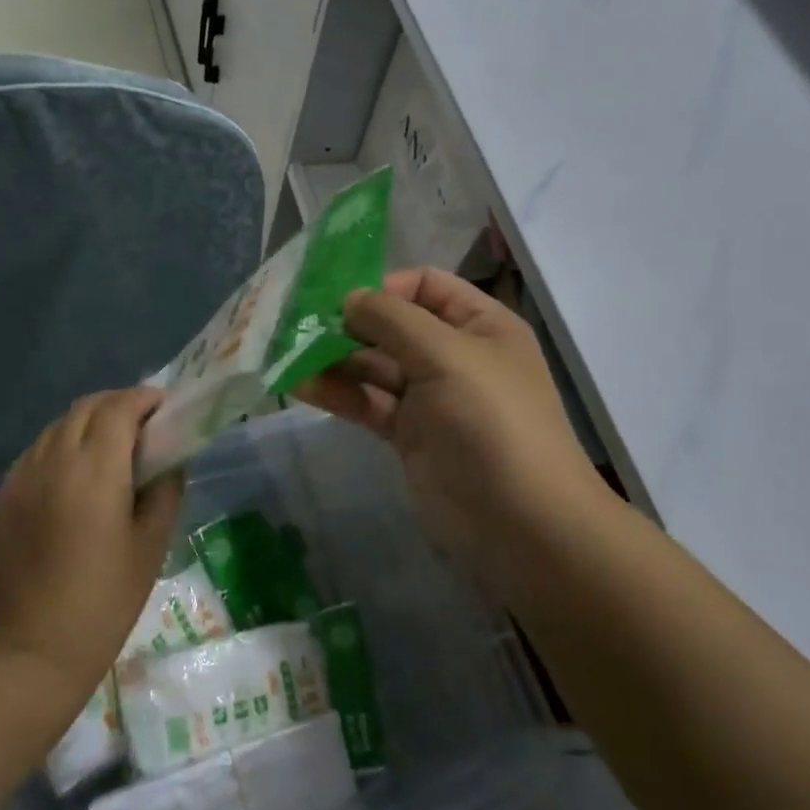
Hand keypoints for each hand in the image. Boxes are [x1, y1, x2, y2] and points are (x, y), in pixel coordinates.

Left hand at [0, 388, 185, 700]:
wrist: (33, 648)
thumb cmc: (105, 600)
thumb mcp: (152, 545)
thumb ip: (166, 490)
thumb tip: (169, 459)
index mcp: (95, 470)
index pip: (119, 408)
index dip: (143, 398)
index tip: (162, 407)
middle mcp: (52, 460)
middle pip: (85, 408)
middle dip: (117, 405)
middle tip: (141, 426)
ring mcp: (19, 477)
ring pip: (56, 427)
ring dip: (87, 425)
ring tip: (108, 450)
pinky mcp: (0, 497)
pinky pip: (34, 454)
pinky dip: (60, 449)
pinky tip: (72, 479)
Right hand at [297, 268, 608, 599]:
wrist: (520, 523)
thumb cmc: (491, 422)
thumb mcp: (447, 356)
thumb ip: (393, 320)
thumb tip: (350, 298)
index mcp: (478, 324)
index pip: (425, 286)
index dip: (383, 286)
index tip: (338, 299)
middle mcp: (453, 354)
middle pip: (393, 325)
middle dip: (348, 324)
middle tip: (297, 326)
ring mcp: (429, 397)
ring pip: (374, 366)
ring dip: (334, 359)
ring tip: (288, 355)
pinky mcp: (408, 434)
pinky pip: (368, 403)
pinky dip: (337, 393)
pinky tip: (300, 386)